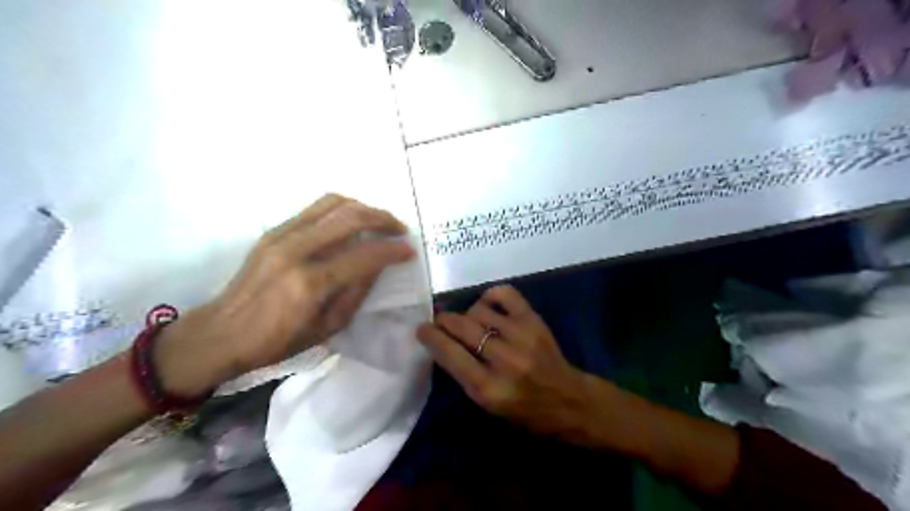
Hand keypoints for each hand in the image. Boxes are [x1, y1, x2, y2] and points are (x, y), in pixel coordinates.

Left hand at [156, 194, 412, 395]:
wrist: (221, 333)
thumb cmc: (277, 342)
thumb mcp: (327, 328)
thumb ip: (356, 293)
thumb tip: (377, 266)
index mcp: (311, 283)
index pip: (364, 256)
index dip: (393, 251)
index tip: (409, 250)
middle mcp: (297, 251)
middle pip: (351, 218)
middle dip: (383, 219)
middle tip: (400, 229)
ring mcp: (282, 236)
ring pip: (333, 204)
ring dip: (363, 208)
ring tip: (378, 220)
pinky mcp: (273, 231)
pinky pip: (315, 209)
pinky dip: (340, 209)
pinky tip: (350, 221)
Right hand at [414, 286, 601, 440]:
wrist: (570, 401)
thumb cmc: (525, 412)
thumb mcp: (488, 407)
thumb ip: (464, 376)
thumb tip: (442, 344)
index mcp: (489, 389)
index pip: (450, 354)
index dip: (431, 337)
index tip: (421, 329)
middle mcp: (504, 359)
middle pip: (462, 327)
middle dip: (443, 321)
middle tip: (438, 321)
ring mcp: (521, 335)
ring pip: (479, 310)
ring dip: (466, 314)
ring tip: (468, 321)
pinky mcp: (534, 320)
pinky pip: (505, 295)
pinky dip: (490, 296)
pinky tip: (487, 305)